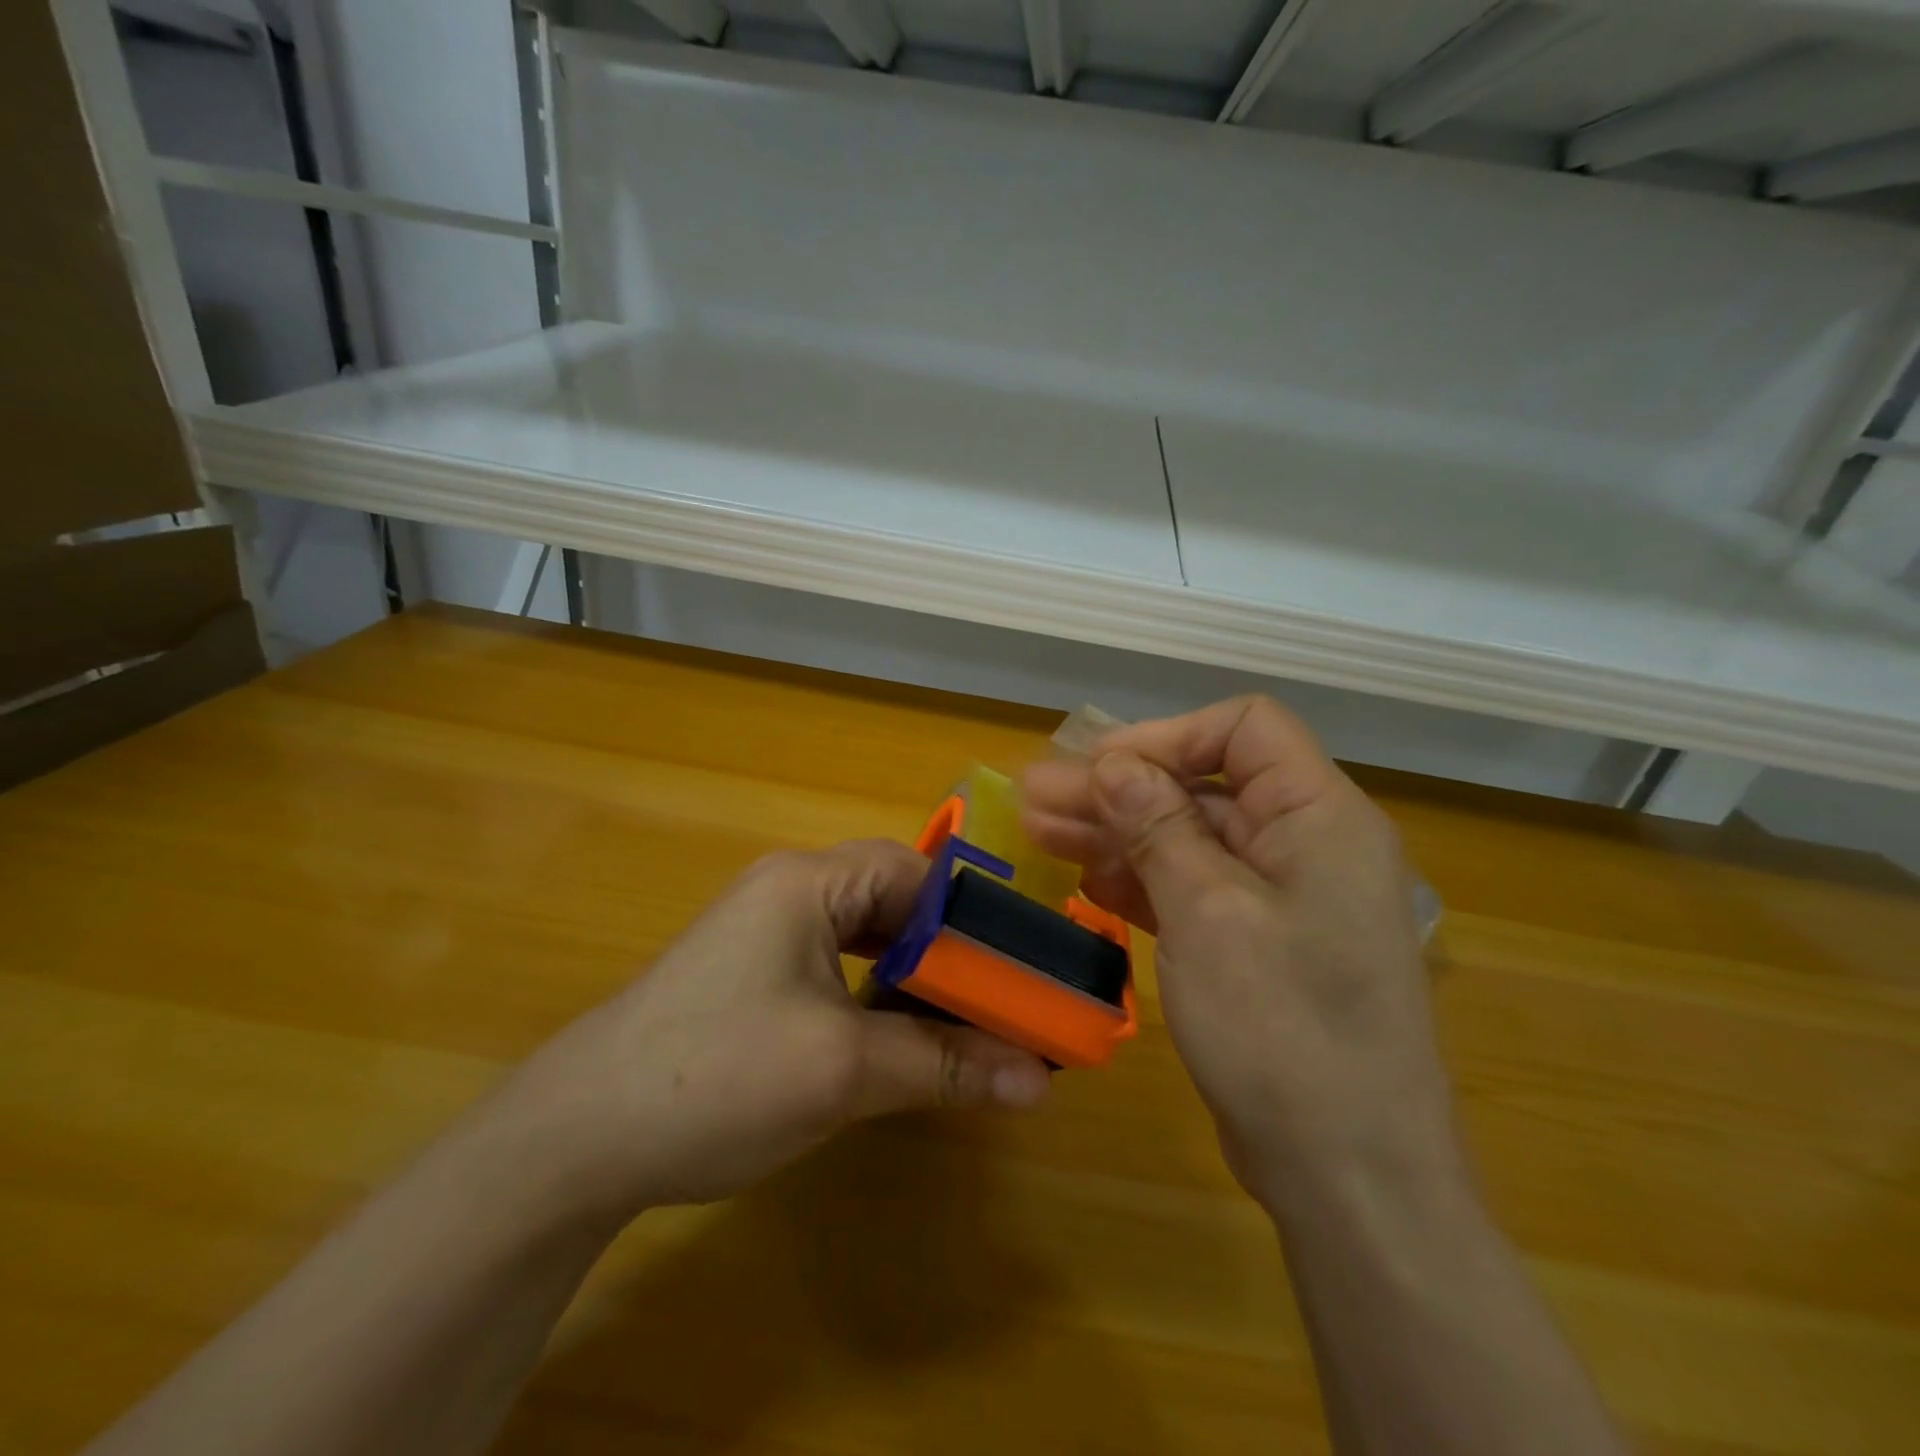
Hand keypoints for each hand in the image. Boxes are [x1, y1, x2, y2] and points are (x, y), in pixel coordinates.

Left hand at [496, 840, 1050, 1222]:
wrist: (574, 1140)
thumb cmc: (716, 1077)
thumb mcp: (843, 1070)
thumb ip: (944, 1064)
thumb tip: (1040, 1081)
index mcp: (808, 882)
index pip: (916, 873)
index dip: (972, 920)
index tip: (1018, 972)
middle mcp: (788, 891)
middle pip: (894, 902)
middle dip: (948, 953)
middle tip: (998, 1004)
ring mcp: (765, 933)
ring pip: (867, 938)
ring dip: (913, 978)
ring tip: (960, 1024)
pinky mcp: (751, 975)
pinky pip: (836, 967)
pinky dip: (875, 996)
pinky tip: (894, 1038)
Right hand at [1022, 697, 1457, 1202]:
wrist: (1348, 1174)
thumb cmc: (1283, 1028)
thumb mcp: (1207, 912)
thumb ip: (1158, 825)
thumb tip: (1112, 763)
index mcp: (1319, 816)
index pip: (1244, 729)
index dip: (1167, 736)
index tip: (1099, 768)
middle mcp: (1306, 843)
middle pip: (1203, 786)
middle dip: (1119, 788)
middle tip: (1036, 796)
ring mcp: (1282, 897)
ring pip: (1189, 837)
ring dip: (1118, 832)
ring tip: (1040, 832)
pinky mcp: (1257, 941)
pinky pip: (1194, 887)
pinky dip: (1142, 880)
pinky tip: (1089, 881)